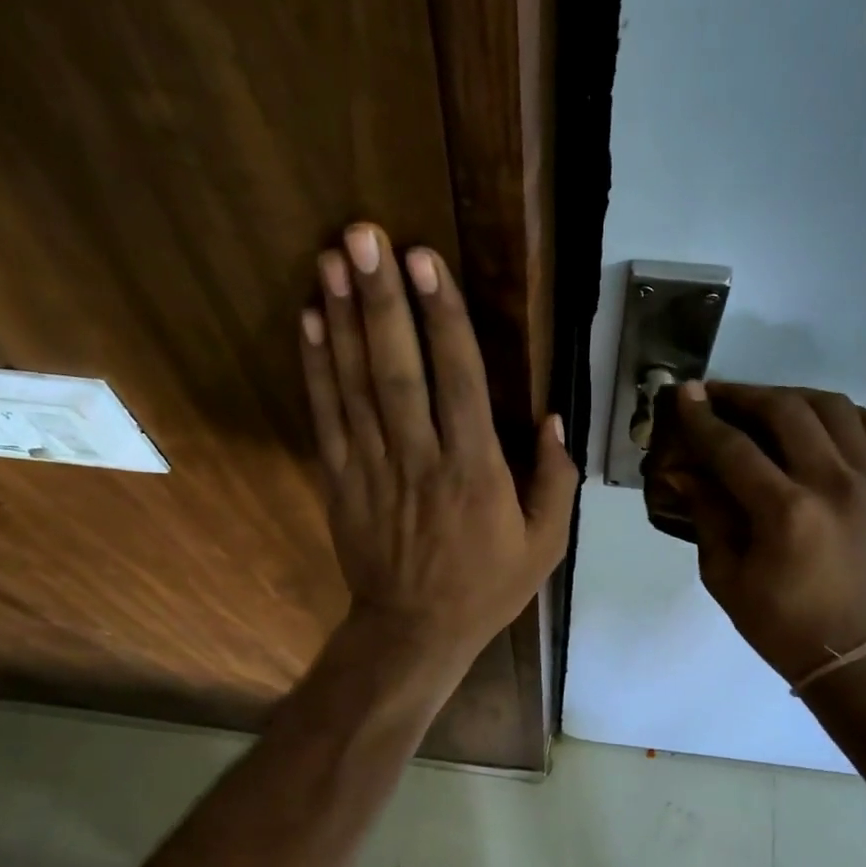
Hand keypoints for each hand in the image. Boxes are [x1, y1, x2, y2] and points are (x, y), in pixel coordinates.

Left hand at [300, 223, 577, 670]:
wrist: (413, 631)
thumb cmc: (486, 586)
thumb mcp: (545, 544)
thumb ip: (555, 480)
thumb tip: (556, 418)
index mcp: (475, 471)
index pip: (458, 380)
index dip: (441, 317)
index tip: (425, 261)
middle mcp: (420, 459)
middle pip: (397, 369)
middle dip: (380, 299)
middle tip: (363, 235)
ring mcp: (372, 468)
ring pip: (354, 384)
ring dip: (341, 318)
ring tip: (332, 259)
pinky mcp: (340, 479)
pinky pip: (326, 416)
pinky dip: (315, 367)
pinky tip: (309, 321)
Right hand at [671, 381, 865, 684]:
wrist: (855, 654)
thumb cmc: (779, 623)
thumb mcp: (724, 576)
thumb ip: (707, 514)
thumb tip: (684, 470)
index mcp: (786, 512)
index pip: (734, 447)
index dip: (703, 418)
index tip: (684, 394)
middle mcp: (834, 484)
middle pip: (787, 410)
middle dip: (744, 395)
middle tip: (717, 395)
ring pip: (834, 407)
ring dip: (792, 396)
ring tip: (764, 405)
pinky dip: (840, 415)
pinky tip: (817, 425)